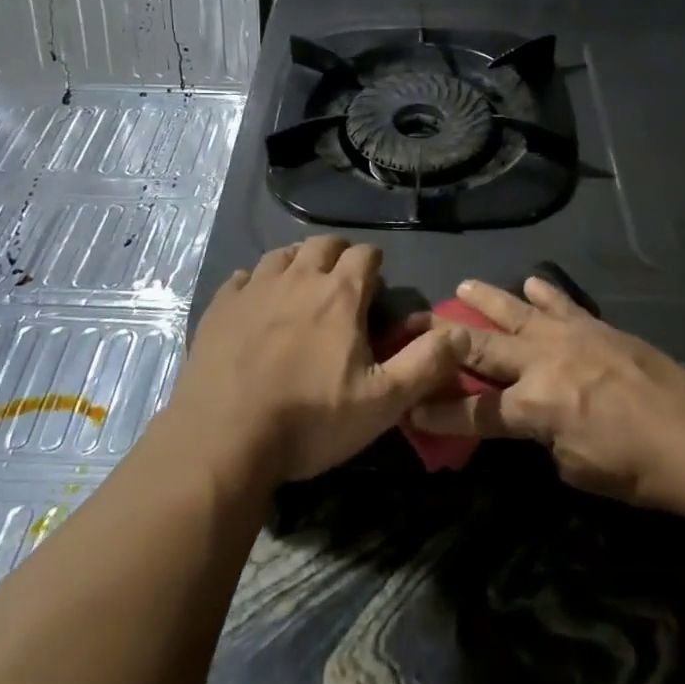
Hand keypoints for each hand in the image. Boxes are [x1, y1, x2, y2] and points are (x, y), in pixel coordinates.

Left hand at [172, 237, 467, 486]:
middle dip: (338, 255)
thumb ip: (427, 363)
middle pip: (322, 245)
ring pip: (282, 255)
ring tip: (302, 286)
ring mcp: (255, 288)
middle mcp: (298, 278)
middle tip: (342, 282)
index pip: (365, 254)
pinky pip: (243, 276)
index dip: (374, 265)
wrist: (224, 439)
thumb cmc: (311, 420)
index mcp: (340, 295)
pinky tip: (257, 303)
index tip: (376, 286)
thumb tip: (463, 332)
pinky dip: (257, 282)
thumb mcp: (383, 401)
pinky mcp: (220, 305)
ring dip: (298, 263)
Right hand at [410, 277, 684, 515]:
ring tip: (461, 287)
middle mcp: (543, 362)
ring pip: (516, 311)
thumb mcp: (576, 469)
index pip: (472, 409)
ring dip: (485, 299)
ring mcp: (571, 337)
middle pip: (480, 347)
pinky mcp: (598, 327)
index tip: (409, 409)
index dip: (438, 412)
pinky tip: (531, 282)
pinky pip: (563, 304)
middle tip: (410, 326)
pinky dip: (545, 293)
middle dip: (441, 340)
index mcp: (534, 406)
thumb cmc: (637, 470)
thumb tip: (535, 420)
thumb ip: (544, 438)